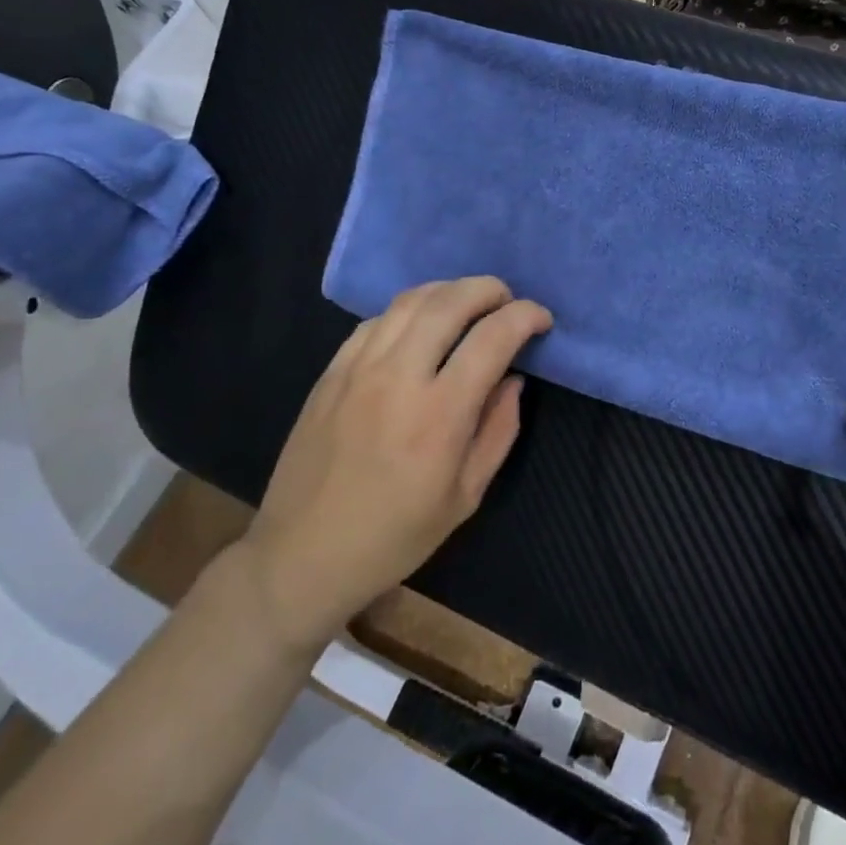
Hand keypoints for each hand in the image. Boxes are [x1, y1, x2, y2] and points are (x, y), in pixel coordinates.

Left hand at [236, 277, 551, 659]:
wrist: (303, 555)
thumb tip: (513, 379)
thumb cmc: (396, 535)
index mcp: (440, 414)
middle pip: (451, 302)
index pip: (493, 337)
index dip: (526, 316)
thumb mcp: (466, 496)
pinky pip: (376, 320)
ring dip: (450, 290)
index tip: (542, 320)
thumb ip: (499, 430)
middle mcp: (399, 377)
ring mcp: (358, 369)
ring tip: (470, 302)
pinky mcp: (331, 372)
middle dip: (490, 289)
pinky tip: (420, 324)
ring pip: (411, 301)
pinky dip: (409, 310)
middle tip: (508, 301)